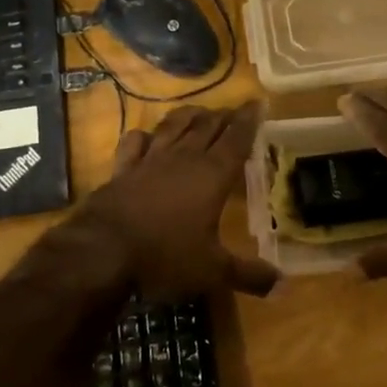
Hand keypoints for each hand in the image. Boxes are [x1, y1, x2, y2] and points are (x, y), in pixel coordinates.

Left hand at [79, 100, 278, 300]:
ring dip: (189, 116)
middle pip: (208, 127)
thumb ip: (248, 274)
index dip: (250, 120)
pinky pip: (135, 143)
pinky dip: (143, 136)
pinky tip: (146, 136)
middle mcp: (184, 158)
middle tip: (233, 110)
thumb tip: (283, 284)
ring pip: (173, 127)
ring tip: (199, 111)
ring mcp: (150, 160)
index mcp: (213, 175)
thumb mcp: (213, 271)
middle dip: (223, 116)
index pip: (237, 139)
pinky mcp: (123, 169)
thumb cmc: (166, 256)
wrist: (103, 251)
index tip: (257, 102)